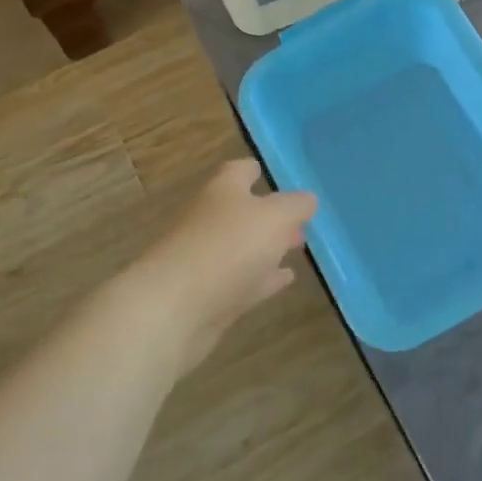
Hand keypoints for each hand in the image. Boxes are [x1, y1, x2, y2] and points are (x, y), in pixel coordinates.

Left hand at [136, 159, 315, 368]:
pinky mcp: (208, 296)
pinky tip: (285, 279)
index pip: (240, 171)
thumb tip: (308, 199)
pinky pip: (243, 280)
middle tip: (301, 220)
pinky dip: (264, 278)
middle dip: (269, 214)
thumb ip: (295, 206)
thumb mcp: (274, 217)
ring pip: (243, 247)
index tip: (275, 175)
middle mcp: (210, 220)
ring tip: (298, 247)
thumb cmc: (226, 248)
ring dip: (267, 247)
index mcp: (222, 191)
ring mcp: (206, 259)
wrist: (173, 309)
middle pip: (241, 210)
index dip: (258, 170)